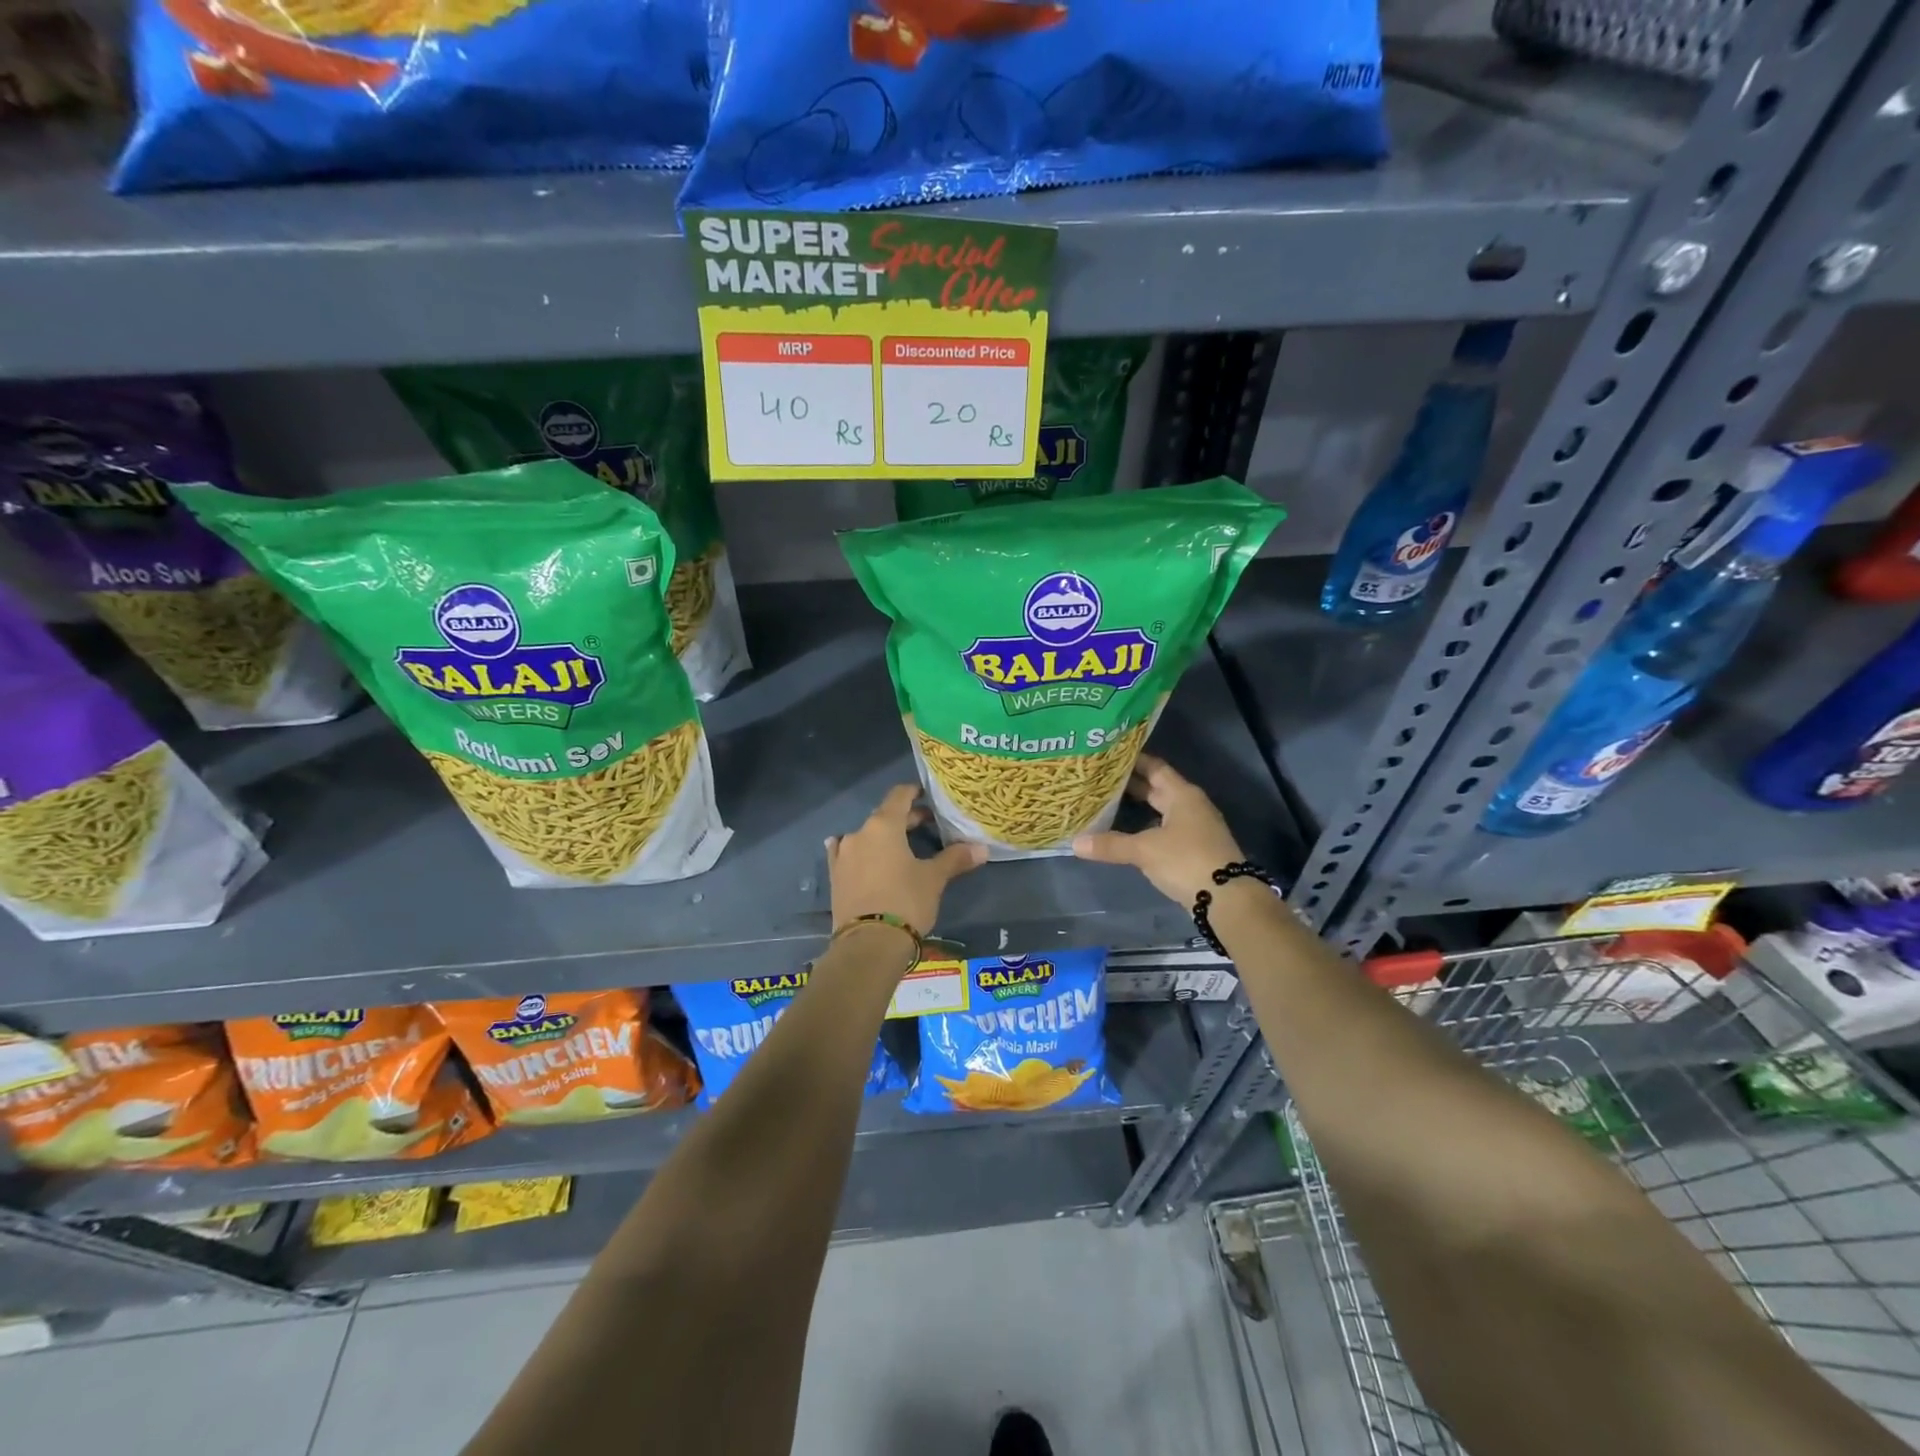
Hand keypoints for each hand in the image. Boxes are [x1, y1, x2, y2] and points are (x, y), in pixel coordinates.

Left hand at [827, 784, 986, 937]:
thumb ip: (955, 859)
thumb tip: (982, 849)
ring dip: (883, 838)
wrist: (868, 944)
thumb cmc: (906, 902)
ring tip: (901, 848)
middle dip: (906, 819)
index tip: (928, 795)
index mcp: (884, 826)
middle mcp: (859, 833)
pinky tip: (860, 856)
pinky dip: (859, 853)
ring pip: (867, 836)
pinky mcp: (834, 876)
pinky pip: (848, 855)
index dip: (915, 792)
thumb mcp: (934, 879)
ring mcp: (843, 855)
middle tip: (929, 826)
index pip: (899, 795)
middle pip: (885, 816)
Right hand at [1072, 754, 1243, 905]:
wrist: (1228, 898)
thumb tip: (1075, 843)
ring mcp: (1195, 827)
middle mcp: (1191, 805)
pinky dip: (1146, 826)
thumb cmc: (1186, 860)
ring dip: (1138, 807)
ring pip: (1161, 809)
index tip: (1108, 756)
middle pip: (1157, 788)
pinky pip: (1165, 828)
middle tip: (1100, 779)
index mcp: (1182, 794)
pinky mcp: (1194, 848)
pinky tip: (1127, 832)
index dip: (1133, 760)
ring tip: (1108, 803)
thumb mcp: (1144, 850)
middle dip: (1130, 784)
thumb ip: (1111, 844)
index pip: (1155, 767)